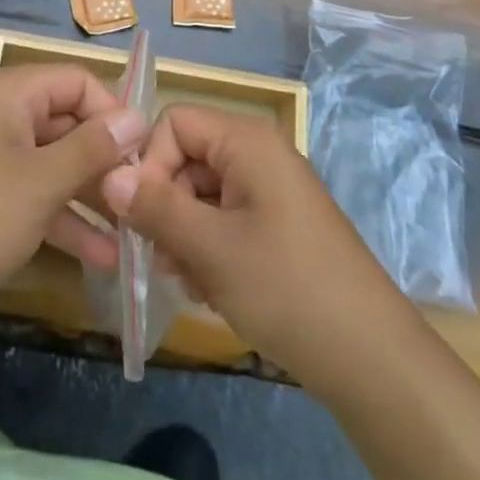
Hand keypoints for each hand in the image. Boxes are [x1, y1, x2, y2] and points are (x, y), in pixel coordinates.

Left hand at [0, 64, 146, 330]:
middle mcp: (3, 116)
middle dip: (106, 159)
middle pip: (68, 123)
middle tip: (143, 195)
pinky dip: (65, 219)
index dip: (112, 112)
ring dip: (92, 195)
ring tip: (134, 229)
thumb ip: (93, 148)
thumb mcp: (42, 181)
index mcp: (11, 94)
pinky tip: (103, 256)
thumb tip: (139, 118)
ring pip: (56, 163)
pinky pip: (37, 195)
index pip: (78, 81)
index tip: (142, 153)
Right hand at [101, 105, 402, 386]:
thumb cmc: (286, 288)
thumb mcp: (210, 248)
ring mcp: (271, 190)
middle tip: (162, 260)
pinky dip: (209, 248)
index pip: (173, 122)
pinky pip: (226, 218)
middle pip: (186, 158)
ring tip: (191, 282)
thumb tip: (108, 176)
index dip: (150, 163)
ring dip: (184, 234)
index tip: (144, 217)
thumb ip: (155, 207)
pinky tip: (211, 289)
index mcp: (247, 141)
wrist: (371, 357)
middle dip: (166, 206)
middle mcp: (259, 153)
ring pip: (202, 193)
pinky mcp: (278, 224)